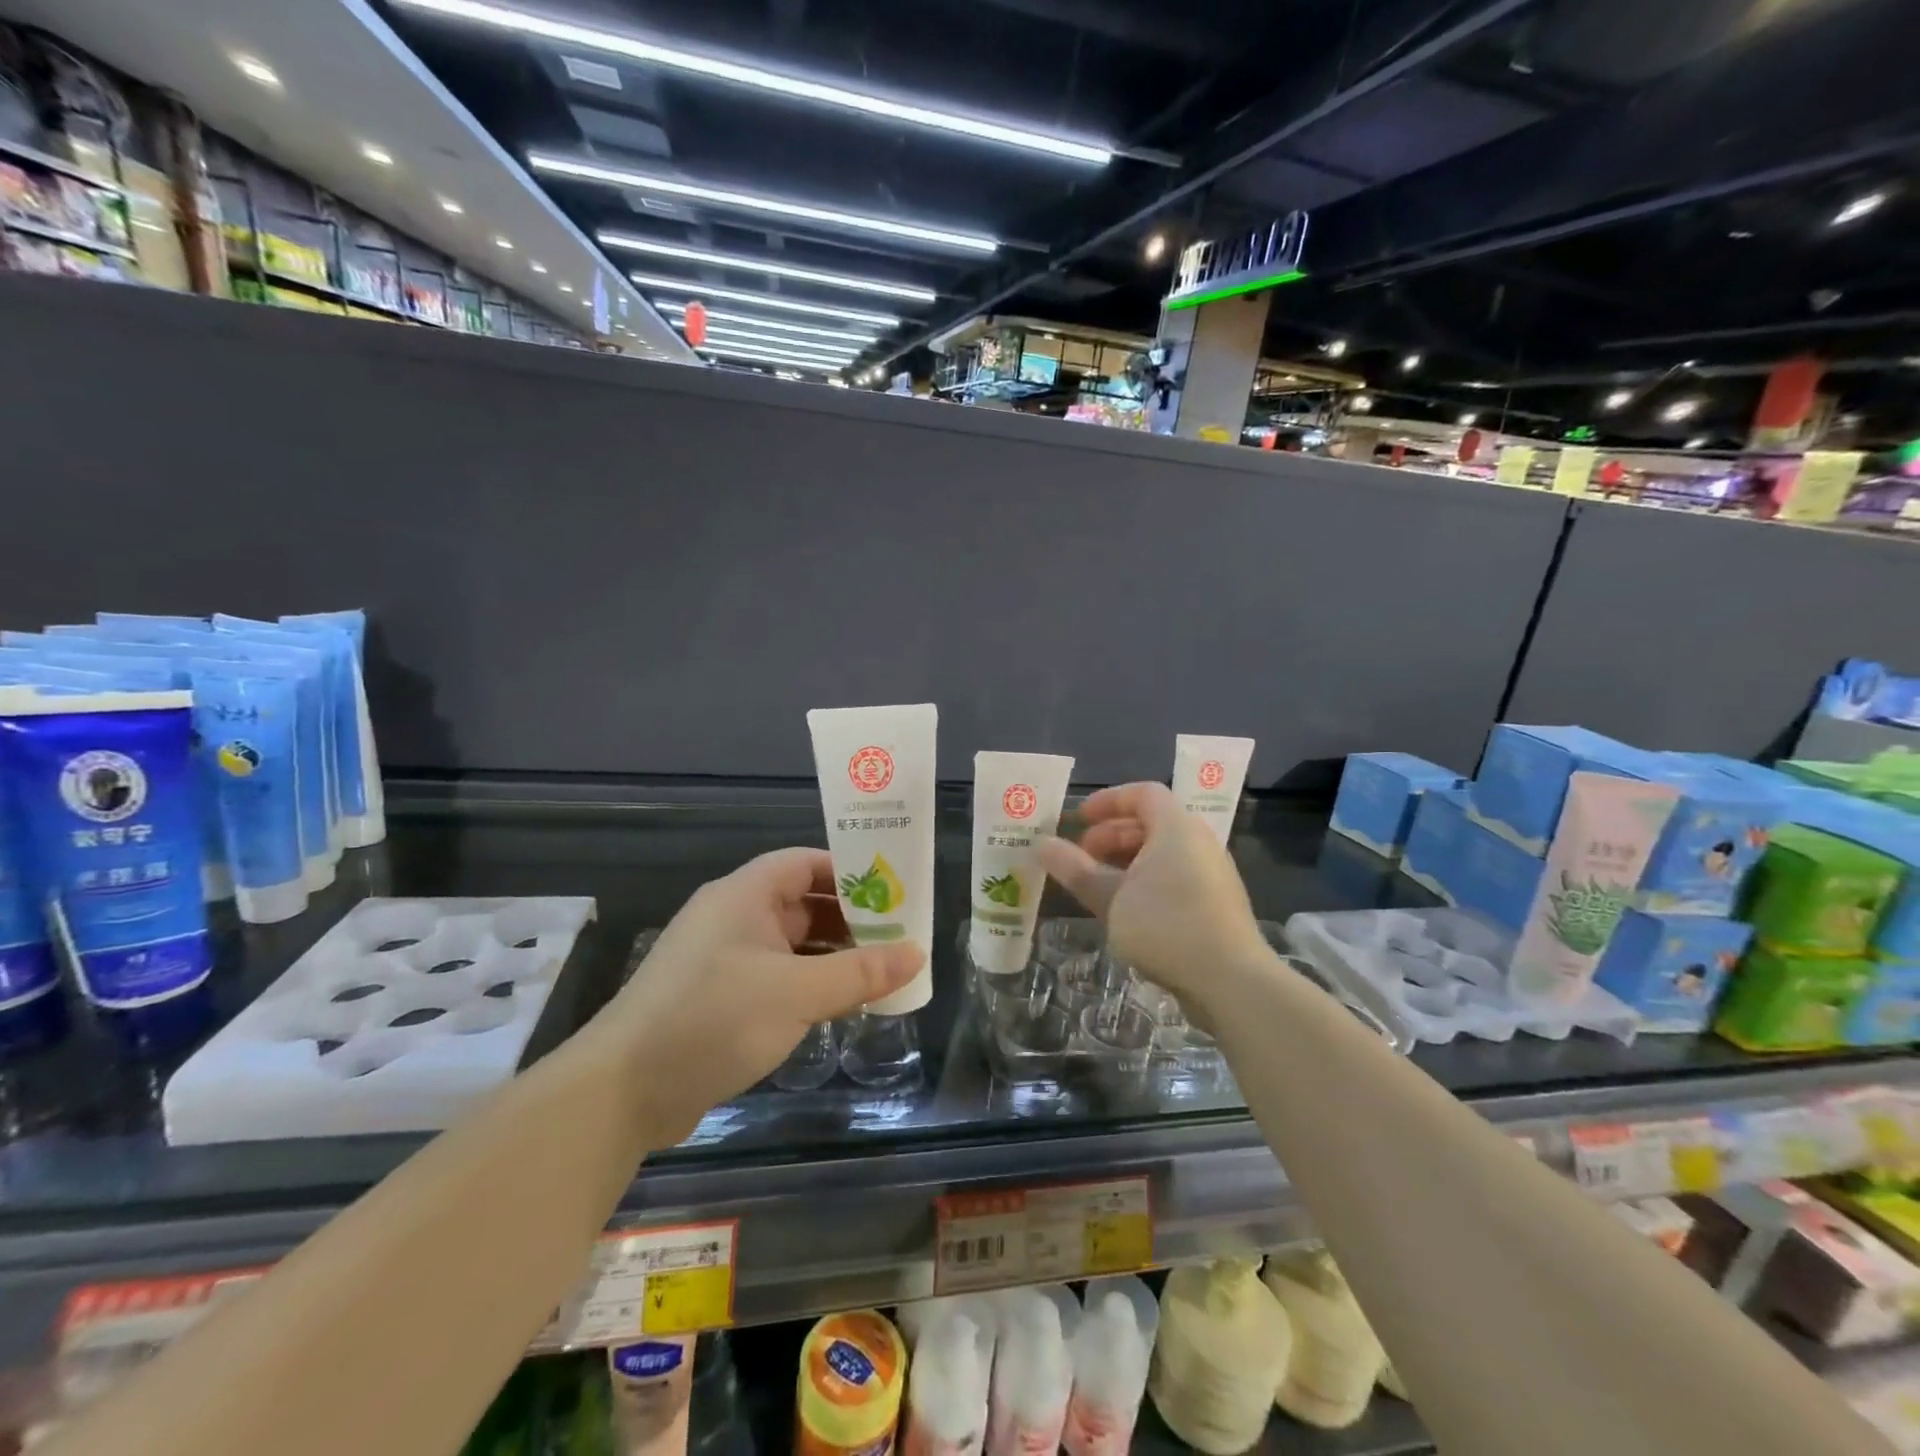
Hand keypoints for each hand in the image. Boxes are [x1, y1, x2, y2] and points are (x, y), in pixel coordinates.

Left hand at [597, 847, 922, 1141]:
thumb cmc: (714, 1018)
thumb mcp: (797, 992)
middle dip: (850, 919)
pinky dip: (808, 983)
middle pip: (802, 903)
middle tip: (898, 938)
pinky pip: (776, 976)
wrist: (623, 1091)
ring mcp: (722, 959)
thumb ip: (860, 972)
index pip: (805, 863)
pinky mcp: (718, 998)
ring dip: (832, 956)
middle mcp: (733, 918)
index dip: (849, 872)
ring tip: (879, 973)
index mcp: (745, 895)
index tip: (892, 892)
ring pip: (791, 944)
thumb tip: (917, 954)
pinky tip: (838, 1005)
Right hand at [1038, 782, 1268, 1018]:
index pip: (1142, 793)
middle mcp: (1198, 842)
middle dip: (1111, 834)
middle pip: (1152, 821)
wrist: (1232, 981)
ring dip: (1126, 860)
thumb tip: (1041, 844)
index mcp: (1176, 828)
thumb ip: (1076, 870)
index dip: (1107, 801)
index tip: (1078, 819)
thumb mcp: (1111, 898)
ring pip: (1163, 852)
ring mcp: (1212, 873)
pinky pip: (1176, 875)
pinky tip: (1127, 910)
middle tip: (1080, 856)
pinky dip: (1147, 880)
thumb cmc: (1167, 927)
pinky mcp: (1217, 903)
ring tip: (1098, 885)